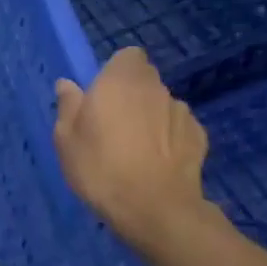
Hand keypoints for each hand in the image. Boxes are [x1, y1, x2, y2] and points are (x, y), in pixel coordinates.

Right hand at [54, 48, 209, 249]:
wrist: (155, 209)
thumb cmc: (100, 166)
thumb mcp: (66, 138)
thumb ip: (68, 105)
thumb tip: (67, 85)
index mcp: (121, 80)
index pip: (128, 56)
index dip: (115, 71)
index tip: (101, 94)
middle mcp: (156, 88)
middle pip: (145, 80)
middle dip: (131, 94)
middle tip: (111, 123)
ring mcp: (182, 112)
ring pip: (162, 104)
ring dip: (151, 116)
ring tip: (136, 148)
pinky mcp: (200, 138)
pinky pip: (178, 129)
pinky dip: (169, 138)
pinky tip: (157, 162)